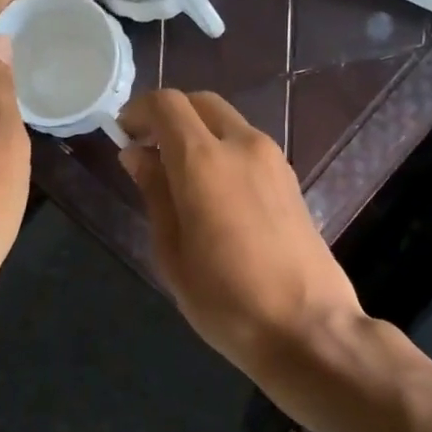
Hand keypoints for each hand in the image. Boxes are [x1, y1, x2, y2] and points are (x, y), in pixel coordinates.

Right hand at [118, 90, 363, 373]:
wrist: (308, 328)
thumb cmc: (226, 300)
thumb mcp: (172, 252)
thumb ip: (155, 193)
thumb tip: (137, 154)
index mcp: (205, 161)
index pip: (167, 104)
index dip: (139, 111)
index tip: (123, 134)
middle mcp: (243, 146)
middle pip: (202, 103)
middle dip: (170, 116)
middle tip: (148, 151)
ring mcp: (274, 161)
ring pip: (228, 123)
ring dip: (198, 133)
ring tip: (178, 177)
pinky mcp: (291, 180)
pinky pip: (248, 147)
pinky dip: (223, 151)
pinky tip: (213, 192)